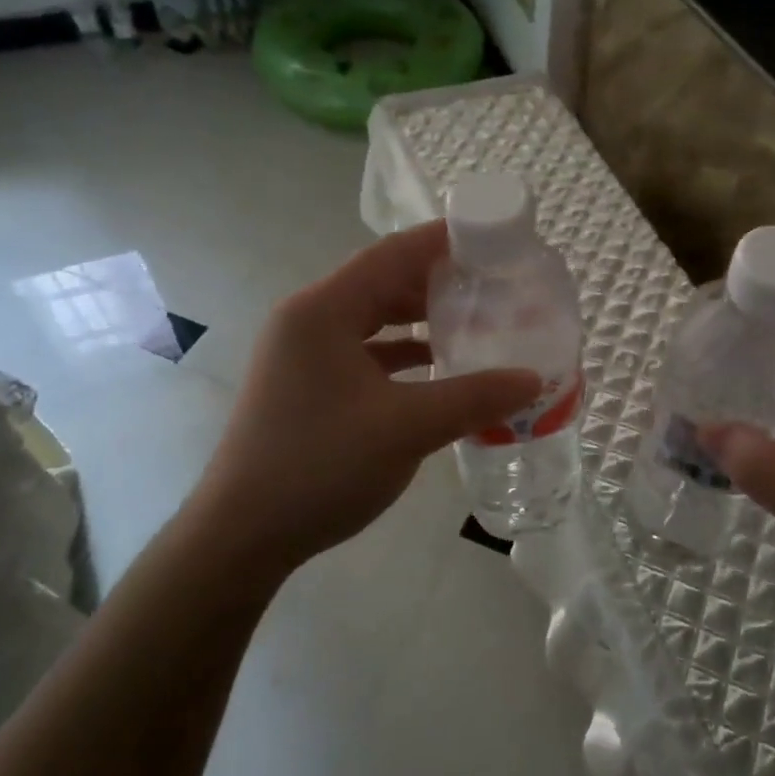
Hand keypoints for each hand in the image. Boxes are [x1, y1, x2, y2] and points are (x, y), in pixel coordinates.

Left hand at [192, 222, 540, 571]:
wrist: (240, 538)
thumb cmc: (320, 466)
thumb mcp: (407, 428)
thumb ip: (475, 397)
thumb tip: (534, 379)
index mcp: (323, 310)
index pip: (392, 254)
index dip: (442, 240)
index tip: (492, 237)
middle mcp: (309, 320)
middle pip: (382, 281)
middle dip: (437, 279)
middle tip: (493, 282)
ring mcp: (303, 353)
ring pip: (373, 317)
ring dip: (420, 317)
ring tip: (474, 318)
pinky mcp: (307, 383)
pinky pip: (364, 350)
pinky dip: (401, 351)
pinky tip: (438, 366)